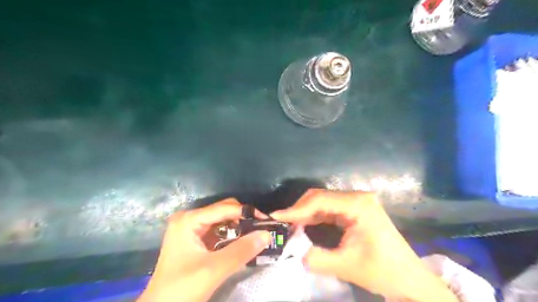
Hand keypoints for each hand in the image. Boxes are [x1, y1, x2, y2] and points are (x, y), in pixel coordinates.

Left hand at [138, 199, 273, 301]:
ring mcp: (191, 228)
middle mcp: (189, 218)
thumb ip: (241, 251)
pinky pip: (218, 231)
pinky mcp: (195, 239)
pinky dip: (232, 236)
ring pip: (222, 220)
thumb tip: (267, 234)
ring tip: (255, 236)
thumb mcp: (213, 269)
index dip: (247, 212)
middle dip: (243, 219)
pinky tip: (242, 243)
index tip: (266, 221)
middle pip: (224, 211)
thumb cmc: (181, 289)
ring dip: (239, 228)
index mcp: (189, 219)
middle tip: (261, 230)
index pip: (225, 208)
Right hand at [271, 190, 454, 301]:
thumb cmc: (383, 270)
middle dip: (299, 210)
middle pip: (320, 197)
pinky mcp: (354, 211)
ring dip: (305, 214)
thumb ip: (316, 258)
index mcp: (358, 204)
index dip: (296, 209)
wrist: (410, 279)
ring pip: (322, 202)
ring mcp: (356, 203)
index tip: (277, 217)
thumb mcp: (346, 265)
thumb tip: (293, 252)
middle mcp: (357, 197)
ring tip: (288, 225)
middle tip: (281, 223)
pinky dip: (314, 217)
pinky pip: (328, 210)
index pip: (320, 200)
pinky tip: (303, 226)